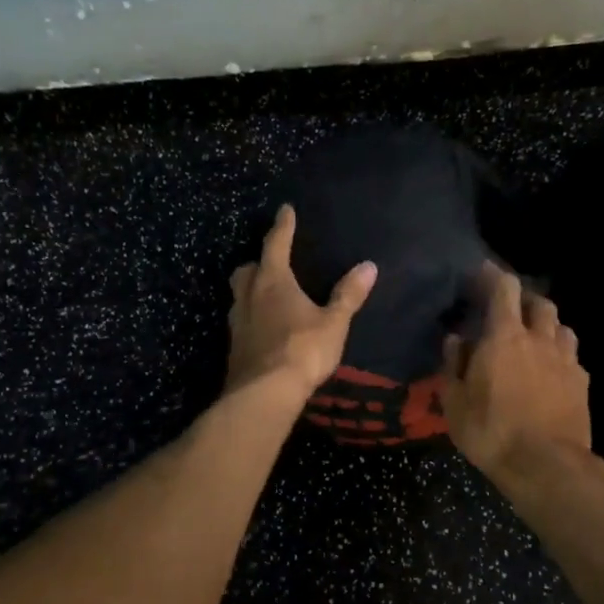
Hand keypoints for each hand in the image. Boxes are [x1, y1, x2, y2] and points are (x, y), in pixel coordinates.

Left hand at [227, 204, 376, 401]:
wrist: (265, 393)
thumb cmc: (302, 350)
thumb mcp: (334, 323)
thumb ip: (348, 295)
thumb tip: (369, 266)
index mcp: (273, 282)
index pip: (276, 244)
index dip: (282, 226)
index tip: (285, 210)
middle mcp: (249, 296)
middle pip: (246, 269)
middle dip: (258, 262)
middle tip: (270, 262)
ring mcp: (237, 322)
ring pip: (238, 296)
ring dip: (250, 290)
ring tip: (265, 295)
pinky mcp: (234, 347)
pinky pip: (240, 322)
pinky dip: (250, 317)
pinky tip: (262, 328)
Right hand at [441, 264, 591, 483]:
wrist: (546, 465)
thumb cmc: (491, 432)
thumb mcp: (456, 403)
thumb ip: (454, 365)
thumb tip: (456, 339)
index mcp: (504, 337)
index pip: (504, 289)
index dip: (493, 275)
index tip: (482, 273)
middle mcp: (539, 339)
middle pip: (539, 303)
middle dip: (524, 299)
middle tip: (509, 310)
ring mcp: (566, 360)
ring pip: (561, 326)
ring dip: (546, 324)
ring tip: (534, 337)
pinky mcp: (582, 382)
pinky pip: (572, 355)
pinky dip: (560, 353)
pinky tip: (552, 369)